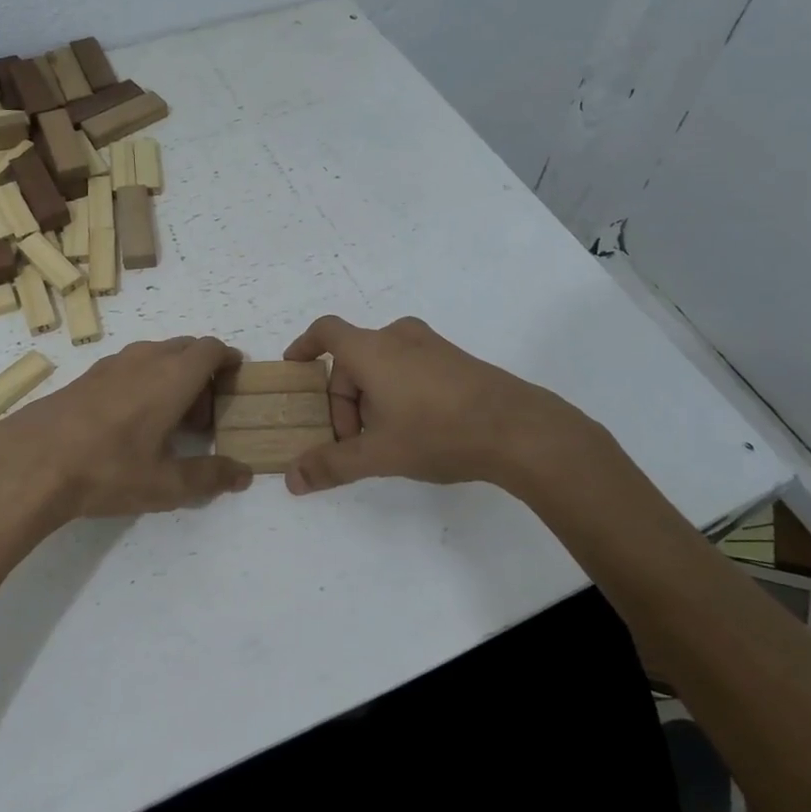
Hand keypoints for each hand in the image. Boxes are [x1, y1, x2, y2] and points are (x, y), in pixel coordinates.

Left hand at [0, 336, 252, 543]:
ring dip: (172, 376)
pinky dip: (144, 381)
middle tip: (203, 416)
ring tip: (168, 421)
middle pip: (186, 348)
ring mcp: (112, 364)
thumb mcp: (165, 484)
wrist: (30, 462)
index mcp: (172, 376)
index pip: (212, 349)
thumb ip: (210, 477)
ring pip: (156, 355)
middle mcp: (145, 359)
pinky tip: (130, 422)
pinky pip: (130, 366)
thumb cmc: (107, 470)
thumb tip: (244, 474)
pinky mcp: (86, 376)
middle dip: (203, 373)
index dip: (229, 361)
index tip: (236, 382)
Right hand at [281, 315, 612, 496]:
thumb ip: (332, 465)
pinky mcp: (455, 359)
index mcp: (372, 349)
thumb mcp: (380, 454)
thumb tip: (292, 479)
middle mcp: (398, 337)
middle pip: (353, 360)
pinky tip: (416, 429)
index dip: (304, 346)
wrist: (518, 429)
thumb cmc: (437, 432)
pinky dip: (397, 391)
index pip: (326, 332)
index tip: (294, 367)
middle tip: (352, 441)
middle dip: (343, 400)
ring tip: (384, 439)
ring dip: (371, 398)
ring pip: (382, 365)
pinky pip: (409, 367)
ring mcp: (431, 345)